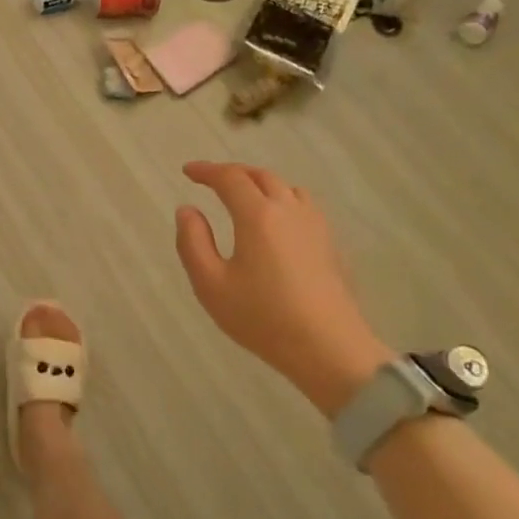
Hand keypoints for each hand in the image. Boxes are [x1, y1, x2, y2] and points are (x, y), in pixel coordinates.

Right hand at [174, 161, 390, 416]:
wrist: (329, 348)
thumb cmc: (262, 317)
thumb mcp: (210, 284)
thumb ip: (193, 242)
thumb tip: (187, 210)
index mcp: (258, 215)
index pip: (230, 178)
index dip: (206, 170)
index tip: (187, 171)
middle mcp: (289, 210)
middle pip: (261, 176)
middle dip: (233, 172)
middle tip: (211, 180)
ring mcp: (315, 226)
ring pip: (287, 188)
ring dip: (261, 183)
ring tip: (244, 196)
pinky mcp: (331, 244)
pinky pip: (304, 206)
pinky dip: (282, 199)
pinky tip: (277, 221)